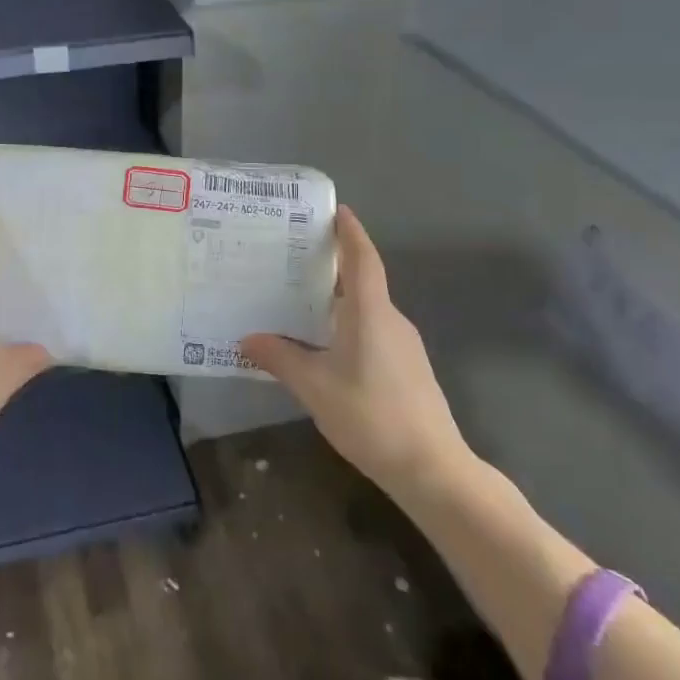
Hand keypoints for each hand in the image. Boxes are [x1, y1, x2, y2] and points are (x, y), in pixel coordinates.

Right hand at [241, 206, 475, 498]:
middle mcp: (391, 319)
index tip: (336, 210)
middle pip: (362, 280)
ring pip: (367, 309)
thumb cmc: (371, 417)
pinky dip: (348, 324)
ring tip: (299, 299)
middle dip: (332, 265)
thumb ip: (279, 358)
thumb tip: (246, 339)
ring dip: (337, 299)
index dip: (350, 232)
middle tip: (293, 257)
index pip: (362, 258)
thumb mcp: (315, 387)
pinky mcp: (408, 368)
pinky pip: (373, 331)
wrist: (432, 469)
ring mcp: (404, 345)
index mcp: (371, 312)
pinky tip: (325, 344)